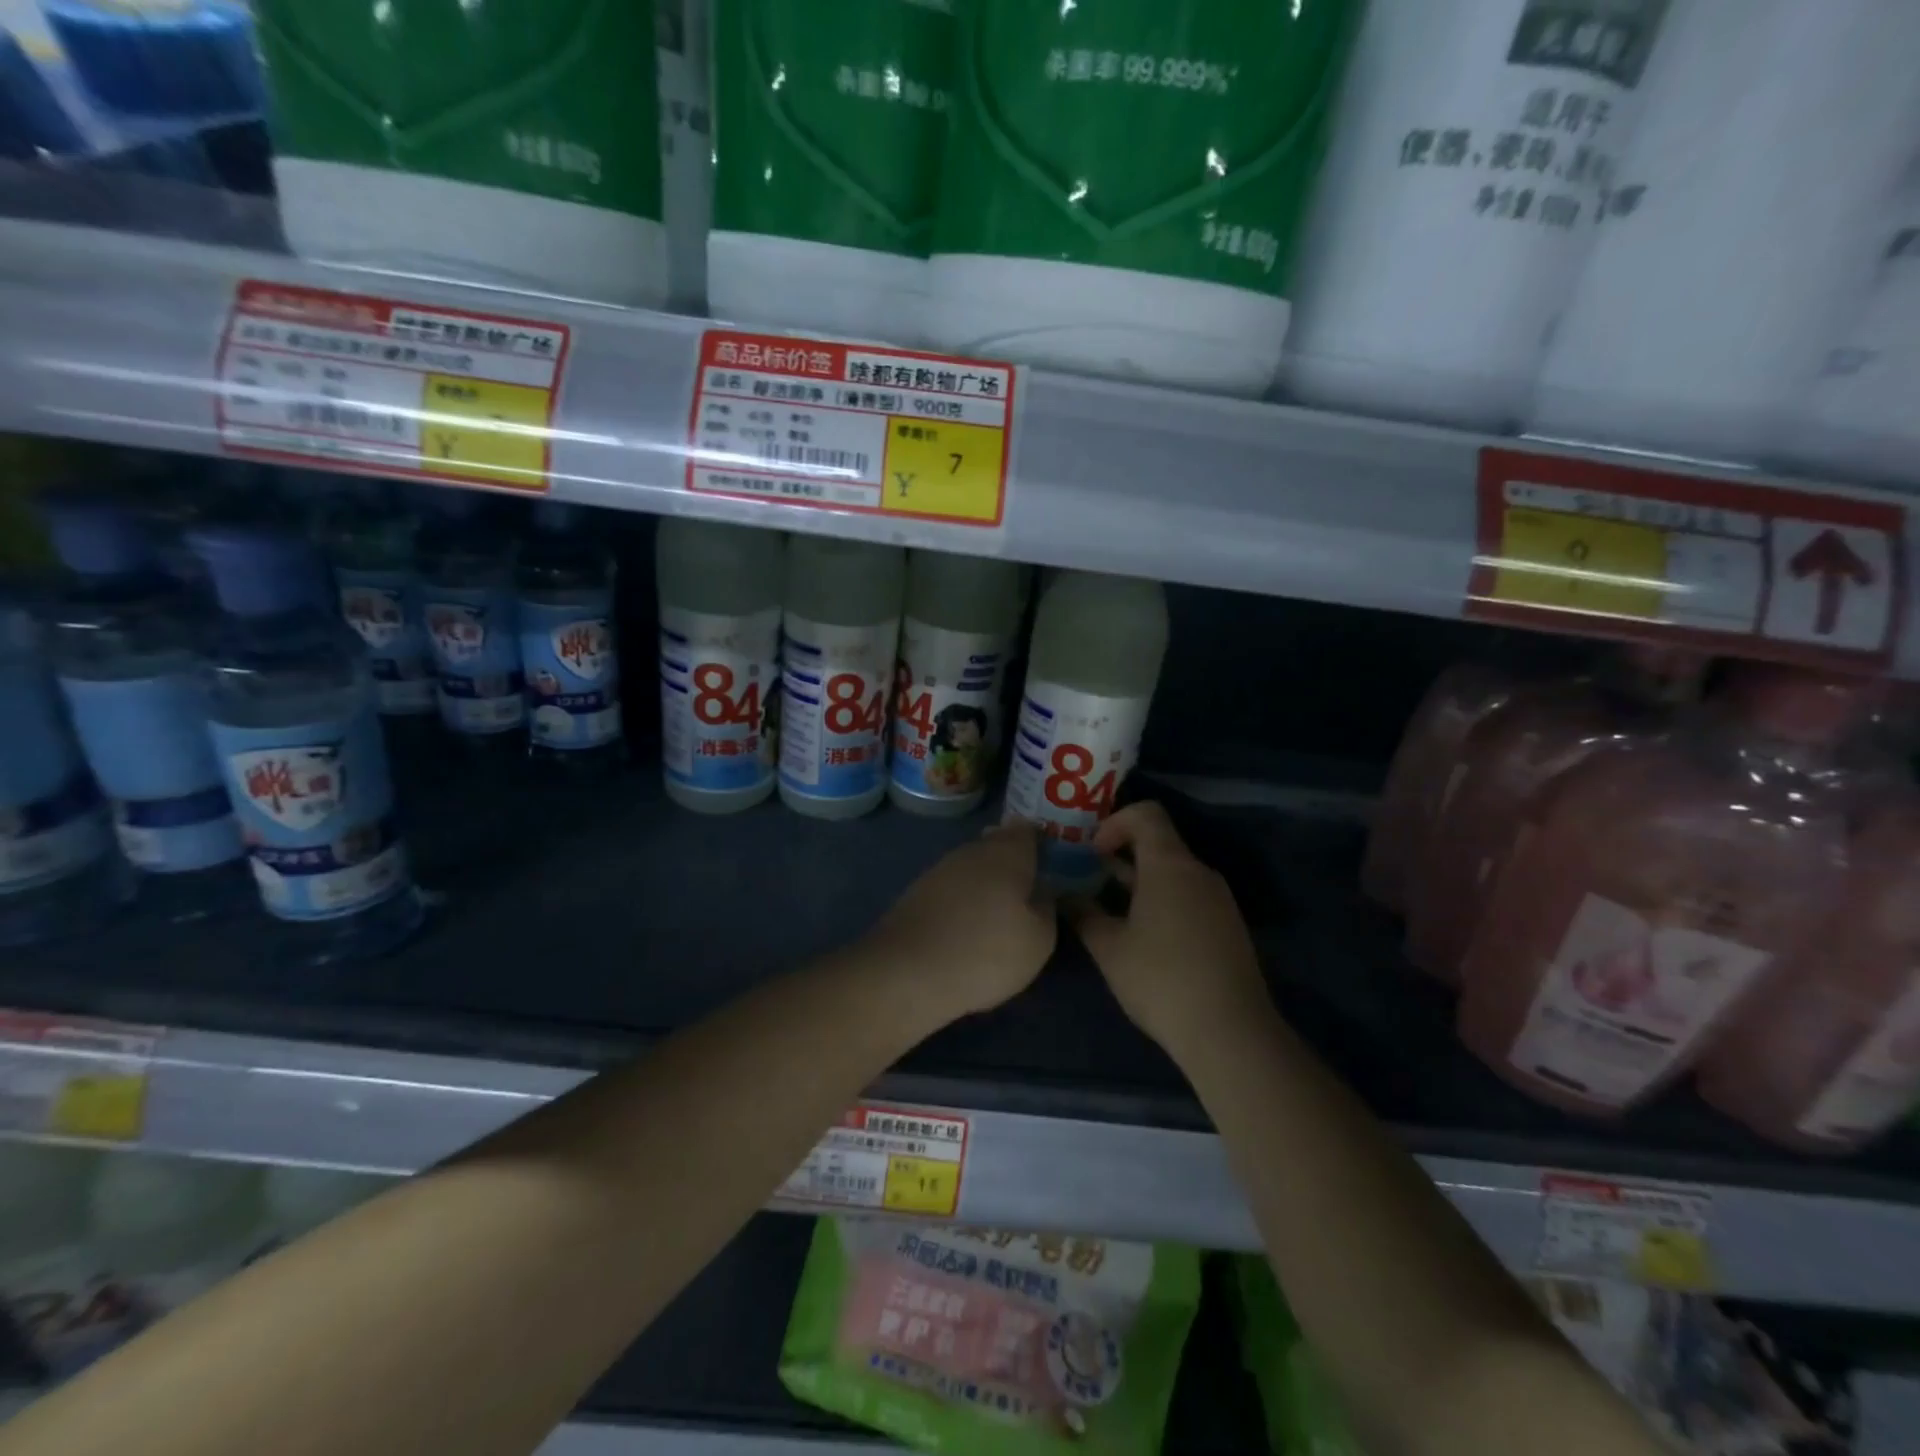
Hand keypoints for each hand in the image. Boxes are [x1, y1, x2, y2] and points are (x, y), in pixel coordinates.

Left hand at [864, 820, 1056, 1019]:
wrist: (907, 972)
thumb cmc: (986, 951)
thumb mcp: (1039, 939)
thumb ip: (1046, 908)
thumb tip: (1041, 892)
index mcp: (1007, 852)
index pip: (1029, 831)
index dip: (1042, 842)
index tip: (1053, 862)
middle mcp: (972, 850)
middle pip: (998, 846)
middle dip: (1013, 864)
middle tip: (1030, 892)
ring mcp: (940, 869)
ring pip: (973, 867)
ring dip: (986, 884)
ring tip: (1000, 915)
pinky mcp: (917, 893)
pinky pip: (952, 889)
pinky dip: (963, 902)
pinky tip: (968, 928)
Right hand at [1069, 802, 1270, 1059]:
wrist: (1230, 1033)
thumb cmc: (1161, 980)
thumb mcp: (1109, 948)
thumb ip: (1084, 914)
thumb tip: (1064, 896)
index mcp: (1170, 866)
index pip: (1146, 814)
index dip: (1115, 823)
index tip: (1093, 853)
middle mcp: (1199, 872)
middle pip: (1159, 843)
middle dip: (1122, 856)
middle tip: (1090, 881)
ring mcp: (1219, 900)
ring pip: (1174, 873)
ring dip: (1141, 882)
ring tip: (1111, 912)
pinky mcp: (1228, 926)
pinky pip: (1189, 896)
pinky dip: (1163, 901)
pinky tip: (1144, 938)